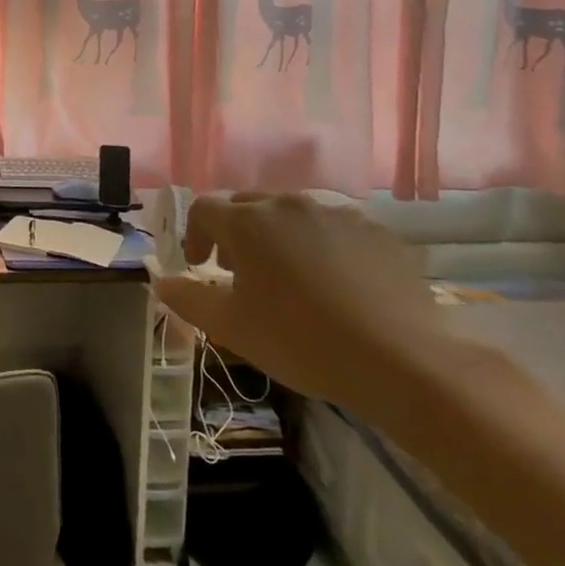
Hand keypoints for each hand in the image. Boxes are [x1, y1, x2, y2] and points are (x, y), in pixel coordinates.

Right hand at [151, 193, 445, 419]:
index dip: (193, 235)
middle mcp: (288, 204)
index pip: (203, 209)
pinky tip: (337, 286)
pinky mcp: (377, 232)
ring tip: (290, 279)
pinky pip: (335, 230)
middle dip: (236, 234)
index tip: (200, 266)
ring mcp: (337, 214)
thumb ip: (188, 298)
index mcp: (247, 222)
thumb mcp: (231, 327)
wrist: (402, 361)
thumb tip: (162, 281)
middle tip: (240, 272)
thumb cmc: (301, 340)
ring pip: (293, 215)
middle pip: (248, 206)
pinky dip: (323, 247)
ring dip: (280, 238)